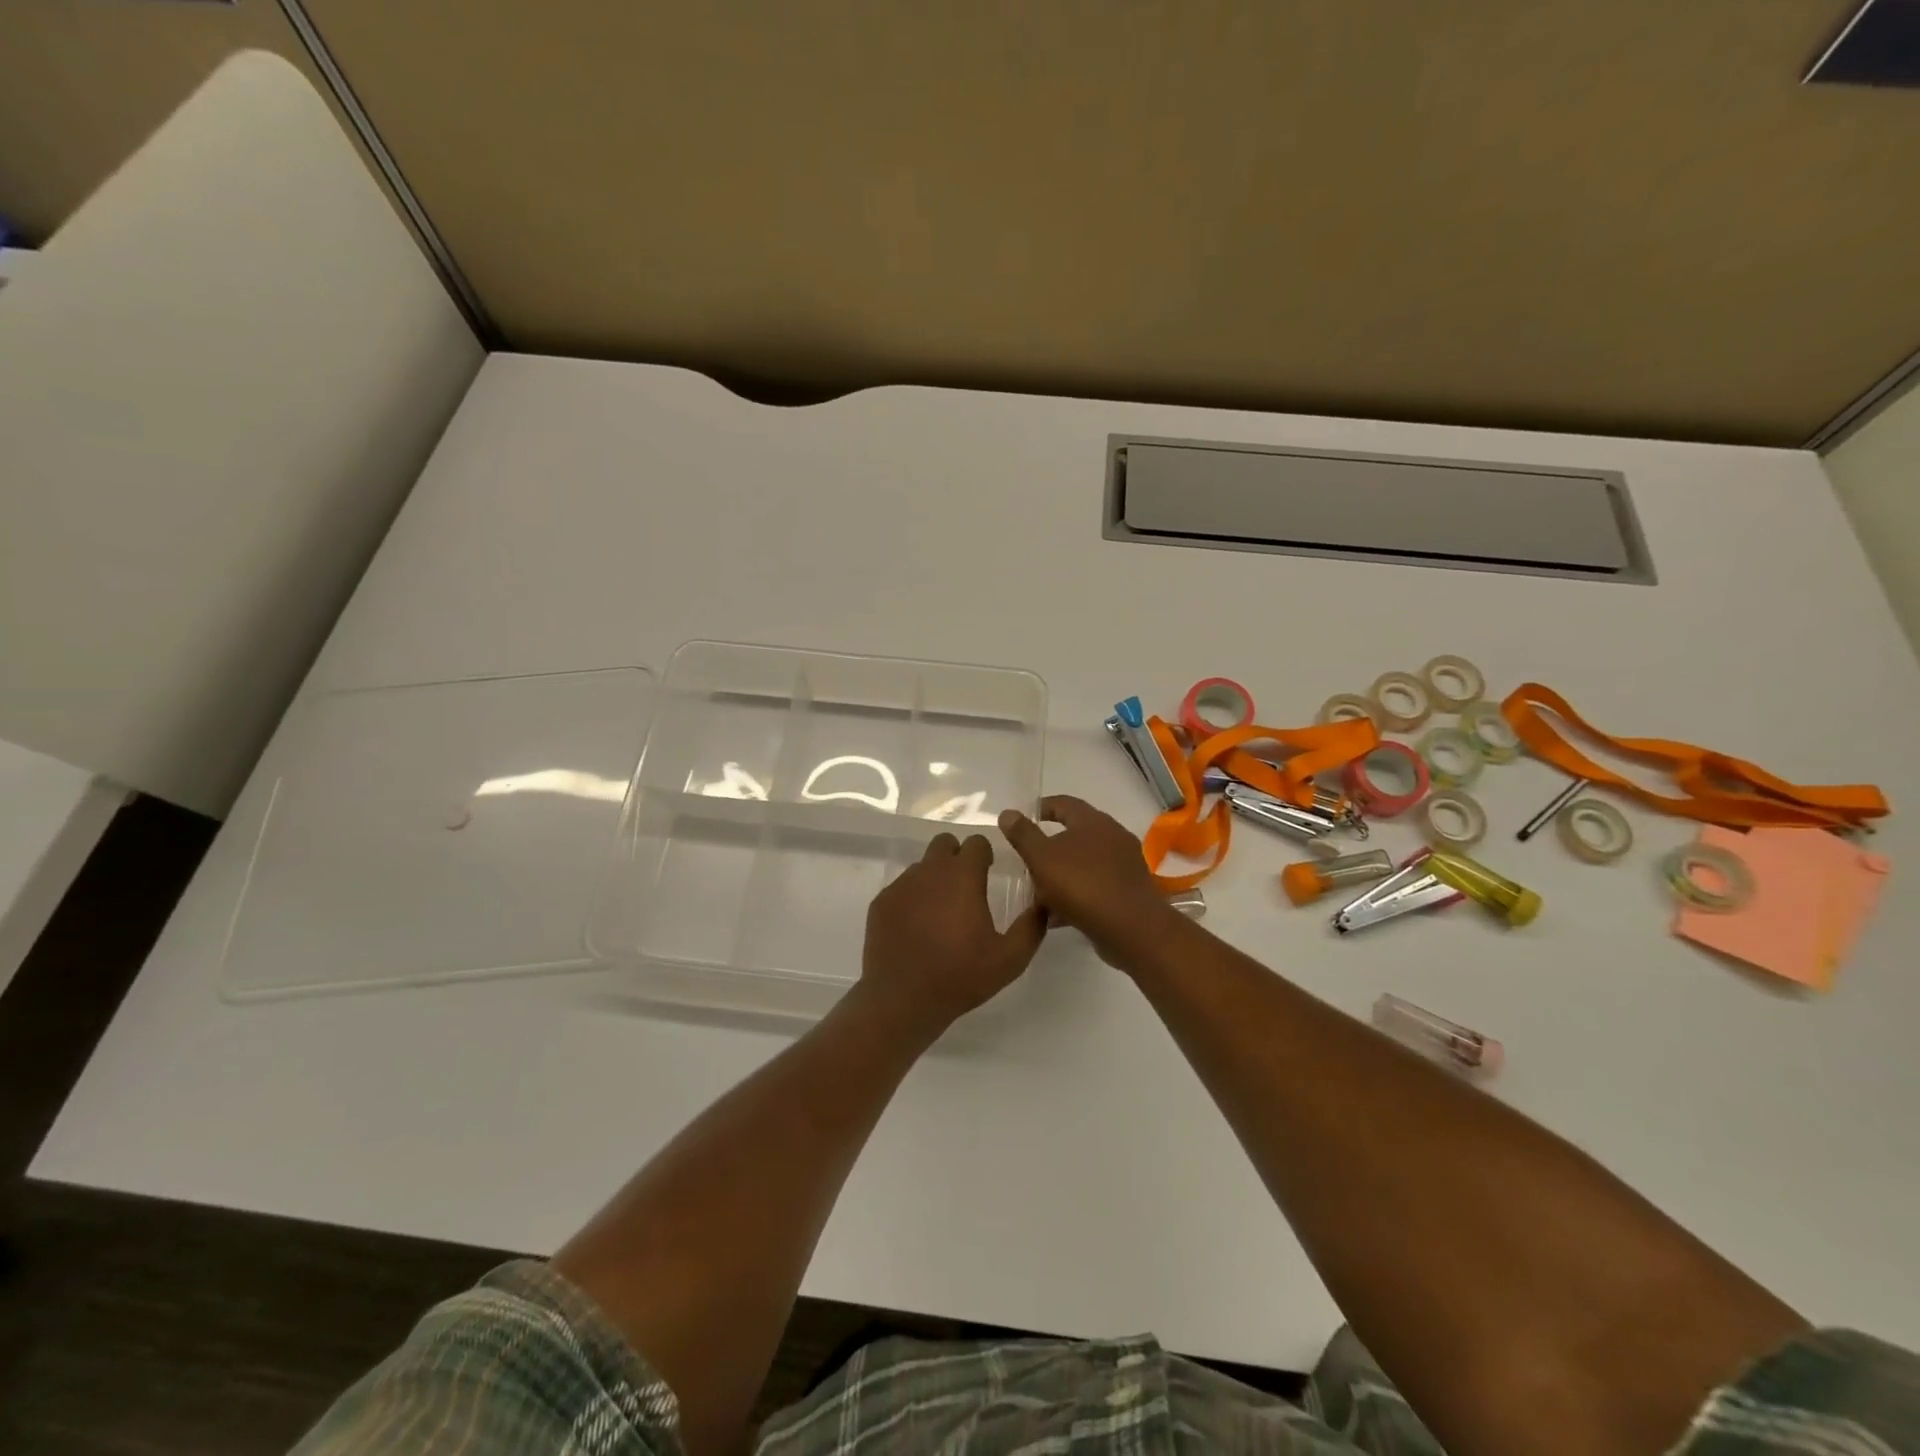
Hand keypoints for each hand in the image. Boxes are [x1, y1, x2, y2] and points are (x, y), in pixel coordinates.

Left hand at [860, 832, 1047, 1032]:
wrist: (902, 1000)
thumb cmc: (960, 976)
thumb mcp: (1010, 959)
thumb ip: (1031, 927)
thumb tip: (1042, 905)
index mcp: (962, 876)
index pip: (976, 842)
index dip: (985, 854)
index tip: (989, 872)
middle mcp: (930, 871)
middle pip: (945, 844)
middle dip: (957, 857)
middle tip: (965, 888)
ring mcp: (901, 885)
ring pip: (922, 866)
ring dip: (934, 878)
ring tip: (941, 913)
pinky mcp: (881, 902)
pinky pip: (902, 888)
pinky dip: (912, 898)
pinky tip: (917, 927)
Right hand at [997, 796, 1178, 968]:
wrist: (1131, 929)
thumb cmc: (1082, 885)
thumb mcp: (1042, 858)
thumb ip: (1023, 835)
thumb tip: (1007, 813)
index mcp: (1094, 821)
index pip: (1064, 803)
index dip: (1042, 808)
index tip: (1023, 818)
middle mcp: (1113, 837)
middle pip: (1075, 834)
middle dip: (1049, 846)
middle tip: (1026, 858)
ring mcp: (1123, 866)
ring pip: (1084, 864)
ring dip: (1061, 874)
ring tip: (1036, 890)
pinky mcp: (1127, 892)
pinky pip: (1094, 887)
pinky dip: (1074, 895)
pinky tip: (1055, 914)